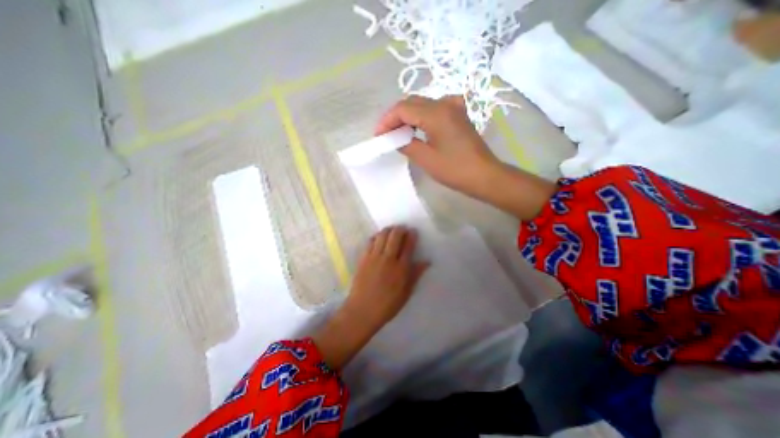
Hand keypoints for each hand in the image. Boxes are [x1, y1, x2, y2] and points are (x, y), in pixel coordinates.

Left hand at [342, 226, 428, 331]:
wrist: (362, 310)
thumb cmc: (388, 305)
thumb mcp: (406, 292)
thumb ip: (416, 274)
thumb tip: (427, 261)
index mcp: (401, 268)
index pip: (408, 245)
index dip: (412, 235)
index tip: (413, 231)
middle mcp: (388, 259)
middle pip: (395, 236)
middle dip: (400, 229)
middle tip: (403, 229)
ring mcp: (374, 257)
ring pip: (382, 235)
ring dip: (389, 230)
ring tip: (392, 231)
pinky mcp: (363, 258)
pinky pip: (371, 241)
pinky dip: (377, 236)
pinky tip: (379, 238)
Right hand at [371, 95, 554, 218]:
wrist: (484, 175)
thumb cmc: (454, 169)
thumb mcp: (426, 159)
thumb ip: (406, 144)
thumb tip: (395, 138)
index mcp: (436, 113)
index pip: (403, 108)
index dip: (387, 120)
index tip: (379, 135)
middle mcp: (445, 104)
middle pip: (412, 103)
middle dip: (395, 117)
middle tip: (387, 134)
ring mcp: (454, 107)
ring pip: (423, 104)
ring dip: (408, 116)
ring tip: (399, 132)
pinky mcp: (459, 115)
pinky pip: (436, 108)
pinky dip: (423, 115)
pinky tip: (421, 126)